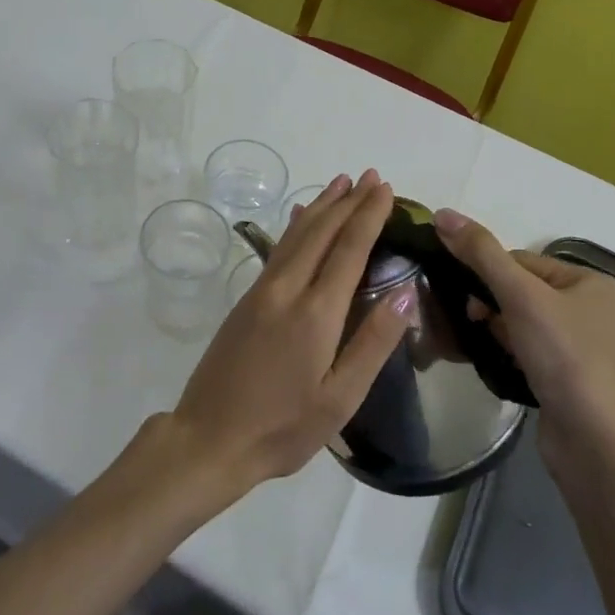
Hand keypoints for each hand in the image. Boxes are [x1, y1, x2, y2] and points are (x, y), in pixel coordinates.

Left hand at [168, 171, 409, 497]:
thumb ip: (373, 343)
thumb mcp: (339, 398)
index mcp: (316, 312)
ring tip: (340, 183)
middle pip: (322, 232)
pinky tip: (299, 218)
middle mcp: (288, 289)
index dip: (368, 216)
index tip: (385, 189)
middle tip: (370, 176)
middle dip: (348, 201)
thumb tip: (405, 293)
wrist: (209, 438)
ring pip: (297, 235)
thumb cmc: (283, 427)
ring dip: (321, 206)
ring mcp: (262, 291)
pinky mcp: (246, 299)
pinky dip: (295, 226)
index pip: (349, 249)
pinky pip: (278, 249)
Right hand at [431, 209, 614, 468]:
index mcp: (591, 282)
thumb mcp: (520, 297)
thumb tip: (442, 213)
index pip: (522, 261)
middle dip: (491, 305)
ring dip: (497, 331)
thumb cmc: (565, 359)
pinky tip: (496, 366)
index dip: (487, 275)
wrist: (597, 447)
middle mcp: (593, 310)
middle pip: (522, 291)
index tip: (464, 297)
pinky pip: (532, 353)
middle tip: (469, 323)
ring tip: (478, 346)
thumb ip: (481, 253)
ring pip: (524, 323)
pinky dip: (510, 354)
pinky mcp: (573, 381)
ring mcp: (586, 349)